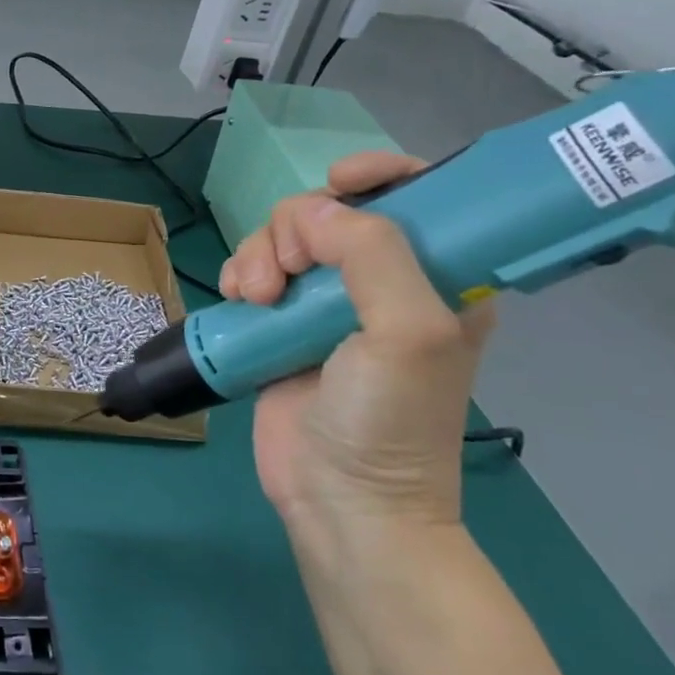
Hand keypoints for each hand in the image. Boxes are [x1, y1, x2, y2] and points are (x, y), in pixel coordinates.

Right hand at [219, 152, 494, 529]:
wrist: (341, 501)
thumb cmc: (392, 420)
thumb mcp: (409, 333)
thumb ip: (373, 256)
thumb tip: (311, 212)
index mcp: (436, 277)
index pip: (418, 195)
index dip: (381, 173)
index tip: (339, 181)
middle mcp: (379, 281)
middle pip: (330, 212)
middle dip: (298, 228)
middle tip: (289, 272)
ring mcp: (323, 303)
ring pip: (282, 239)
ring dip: (260, 255)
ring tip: (255, 298)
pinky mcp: (278, 324)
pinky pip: (253, 271)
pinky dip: (239, 274)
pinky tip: (238, 300)